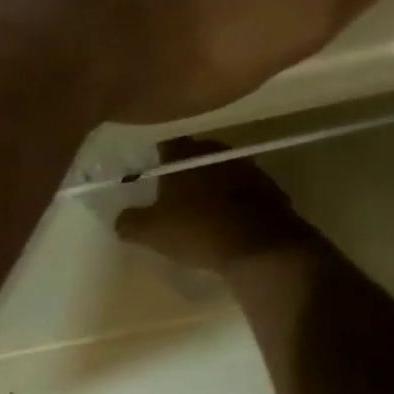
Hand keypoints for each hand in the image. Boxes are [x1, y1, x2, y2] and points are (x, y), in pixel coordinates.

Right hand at [114, 141, 309, 273]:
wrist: (262, 249)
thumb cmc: (197, 231)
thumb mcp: (150, 232)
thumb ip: (128, 222)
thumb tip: (121, 220)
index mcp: (184, 154)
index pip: (164, 144)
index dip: (155, 158)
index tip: (149, 176)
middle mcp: (216, 152)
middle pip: (194, 156)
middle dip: (183, 172)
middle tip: (171, 195)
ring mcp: (248, 169)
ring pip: (221, 172)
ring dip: (211, 187)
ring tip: (200, 211)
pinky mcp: (271, 190)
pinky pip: (244, 192)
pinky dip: (234, 202)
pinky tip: (227, 224)